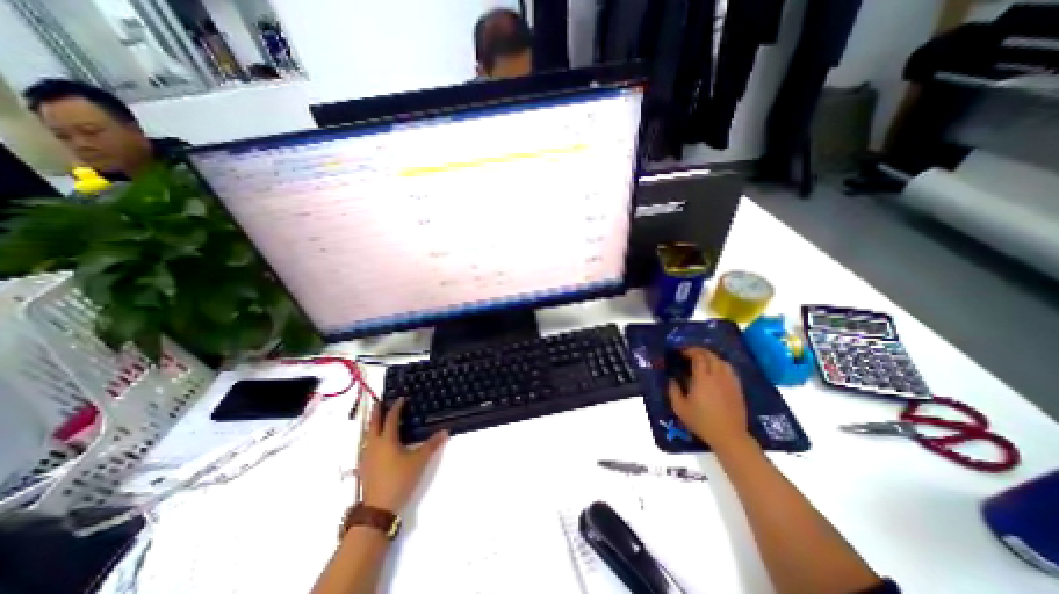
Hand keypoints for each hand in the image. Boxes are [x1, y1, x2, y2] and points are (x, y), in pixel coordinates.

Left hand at [359, 398, 443, 511]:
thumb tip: (445, 431)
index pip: (391, 418)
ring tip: (376, 420)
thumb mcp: (419, 461)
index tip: (401, 399)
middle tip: (379, 402)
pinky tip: (374, 443)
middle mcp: (374, 445)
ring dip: (372, 425)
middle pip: (373, 424)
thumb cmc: (400, 480)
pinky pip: (366, 445)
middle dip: (376, 412)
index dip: (396, 407)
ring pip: (367, 435)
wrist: (378, 509)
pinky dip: (370, 437)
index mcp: (387, 440)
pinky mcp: (364, 468)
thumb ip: (432, 445)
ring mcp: (366, 457)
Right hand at [669, 348, 751, 449]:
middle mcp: (717, 376)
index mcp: (702, 379)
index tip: (681, 353)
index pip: (698, 357)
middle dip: (699, 351)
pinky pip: (730, 370)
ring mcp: (730, 381)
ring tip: (703, 361)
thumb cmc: (702, 422)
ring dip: (711, 357)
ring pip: (722, 361)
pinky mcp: (737, 388)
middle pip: (711, 356)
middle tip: (689, 354)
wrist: (729, 436)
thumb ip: (673, 390)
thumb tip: (671, 379)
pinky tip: (716, 372)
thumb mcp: (680, 408)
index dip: (689, 351)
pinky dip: (721, 365)